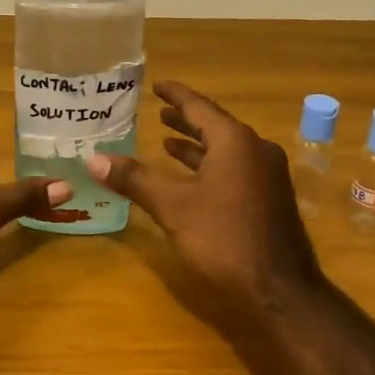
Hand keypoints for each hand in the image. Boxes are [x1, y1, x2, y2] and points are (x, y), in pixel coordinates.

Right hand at [86, 80, 322, 312]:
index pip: (199, 107)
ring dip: (197, 145)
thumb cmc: (224, 238)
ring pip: (226, 150)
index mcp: (235, 142)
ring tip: (167, 142)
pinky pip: (235, 168)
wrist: (281, 290)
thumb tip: (93, 159)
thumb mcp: (173, 207)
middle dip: (185, 119)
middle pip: (215, 126)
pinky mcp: (270, 198)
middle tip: (158, 111)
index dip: (175, 95)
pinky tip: (193, 179)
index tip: (157, 85)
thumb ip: (135, 179)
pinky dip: (211, 165)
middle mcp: (256, 150)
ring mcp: (268, 175)